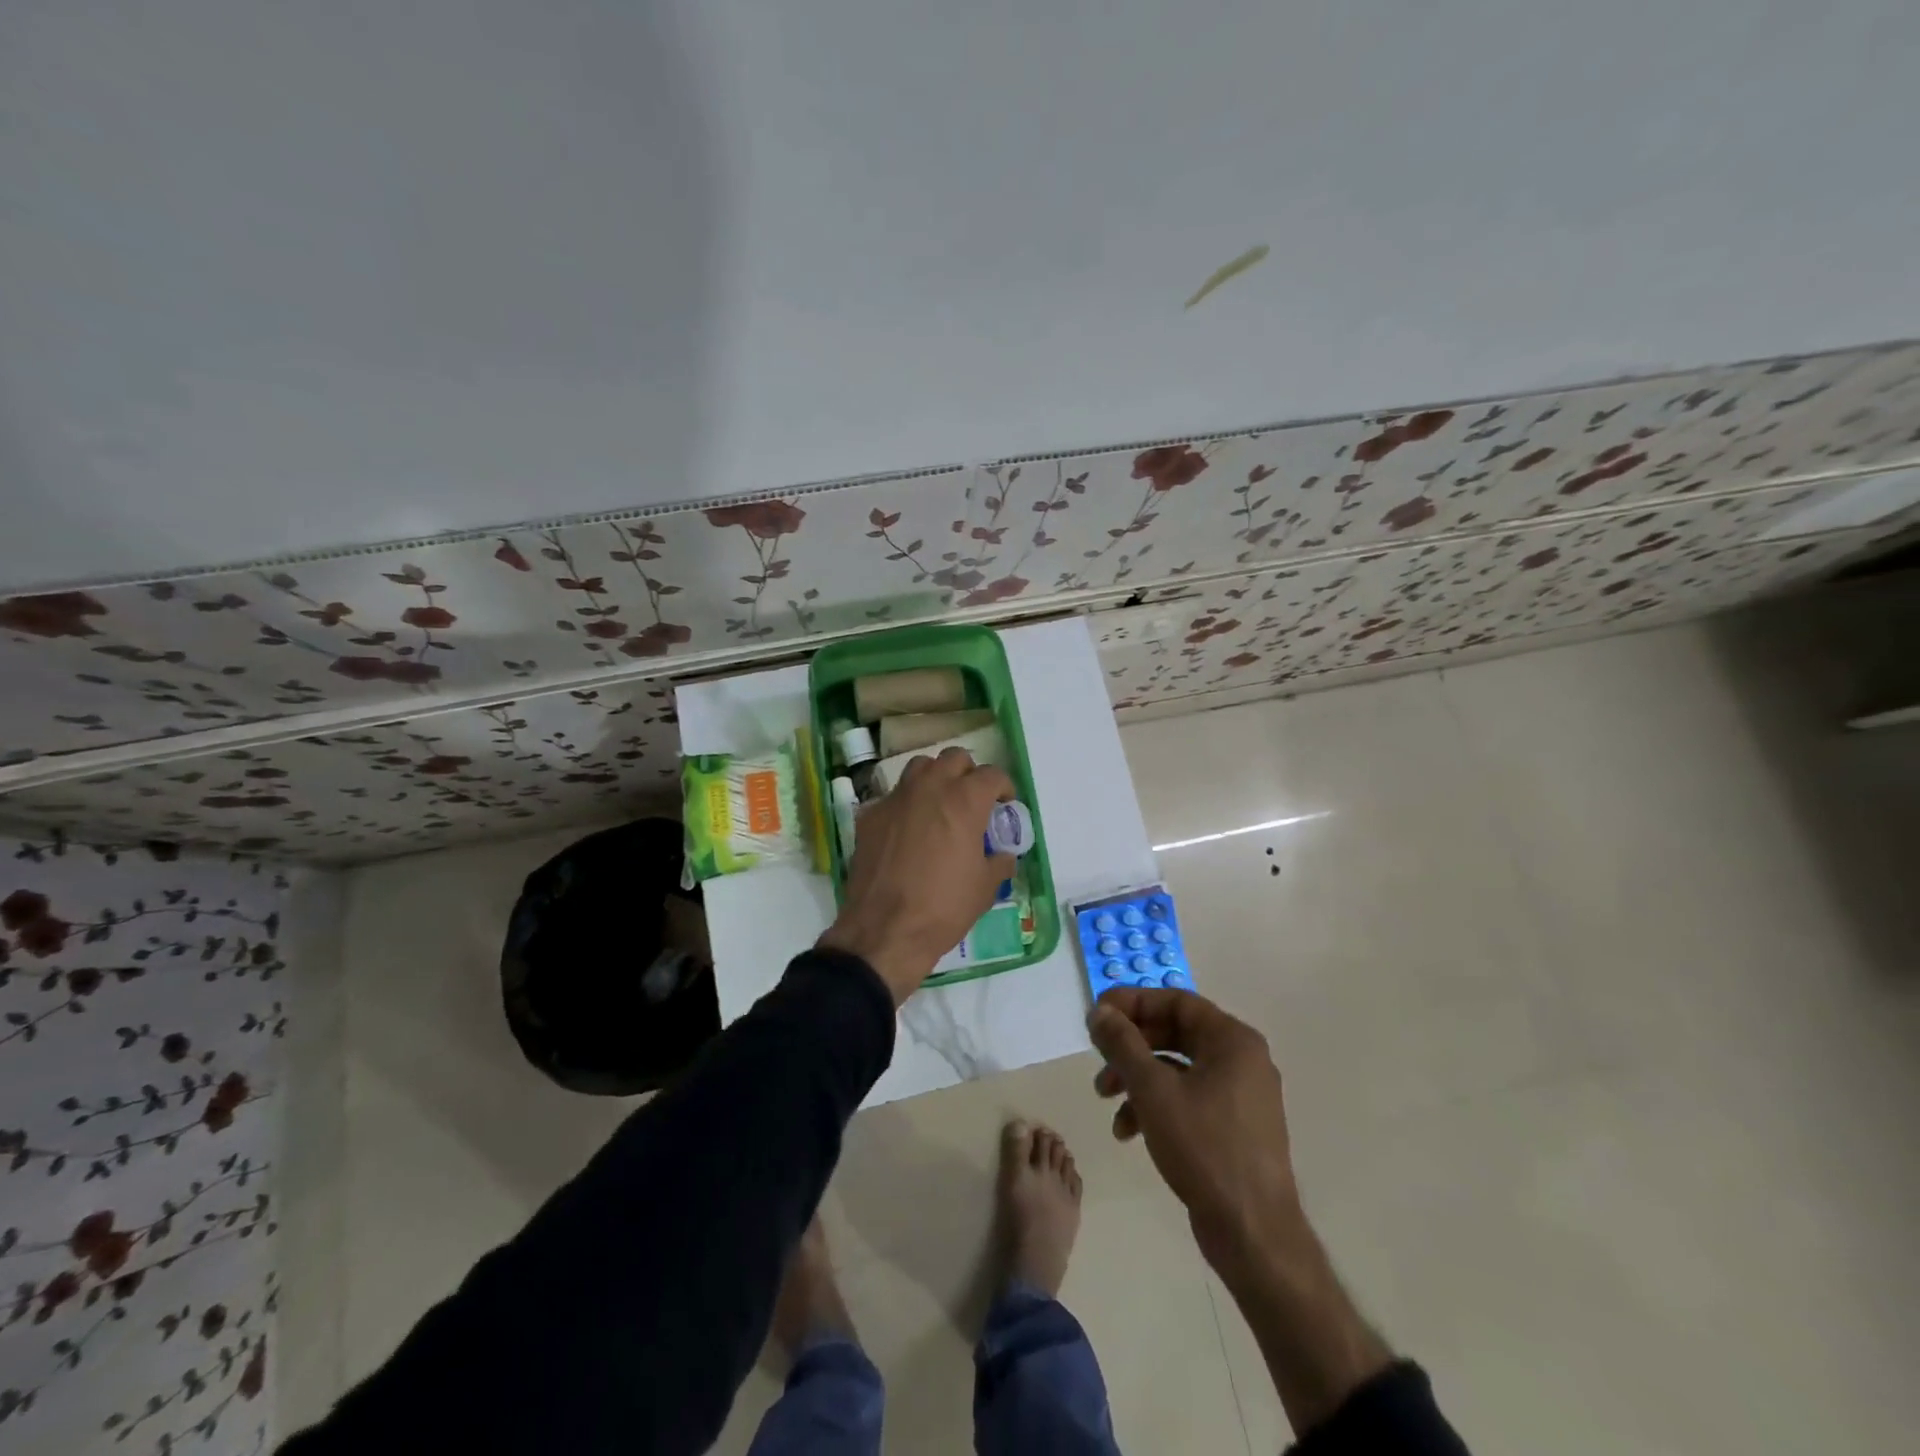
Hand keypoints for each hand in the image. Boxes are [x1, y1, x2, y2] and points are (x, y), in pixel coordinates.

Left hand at [818, 748, 1015, 1003]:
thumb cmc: (944, 907)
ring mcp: (896, 798)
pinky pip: (893, 796)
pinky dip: (906, 804)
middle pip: (954, 758)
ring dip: (935, 778)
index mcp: (964, 800)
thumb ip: (999, 862)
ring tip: (940, 805)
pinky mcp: (870, 815)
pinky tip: (908, 830)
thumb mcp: (985, 888)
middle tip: (973, 800)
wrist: (885, 929)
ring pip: (920, 767)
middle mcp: (930, 788)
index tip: (1005, 804)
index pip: (992, 775)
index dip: (1004, 787)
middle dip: (969, 774)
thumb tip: (1002, 855)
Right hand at [1092, 988, 1400, 1436]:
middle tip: (1098, 1057)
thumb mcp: (1153, 1090)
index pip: (1176, 1001)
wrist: (1253, 1233)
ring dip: (1136, 1078)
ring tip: (1105, 1099)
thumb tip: (1100, 1010)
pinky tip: (1128, 1131)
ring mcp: (1239, 1094)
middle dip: (1130, 1046)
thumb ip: (1123, 1044)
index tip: (1098, 1013)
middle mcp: (1241, 1059)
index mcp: (1232, 1040)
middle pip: (1174, 1033)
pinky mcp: (1232, 1126)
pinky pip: (1187, 1097)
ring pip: (1176, 1068)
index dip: (1133, 1002)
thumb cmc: (1204, 1148)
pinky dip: (1155, 1105)